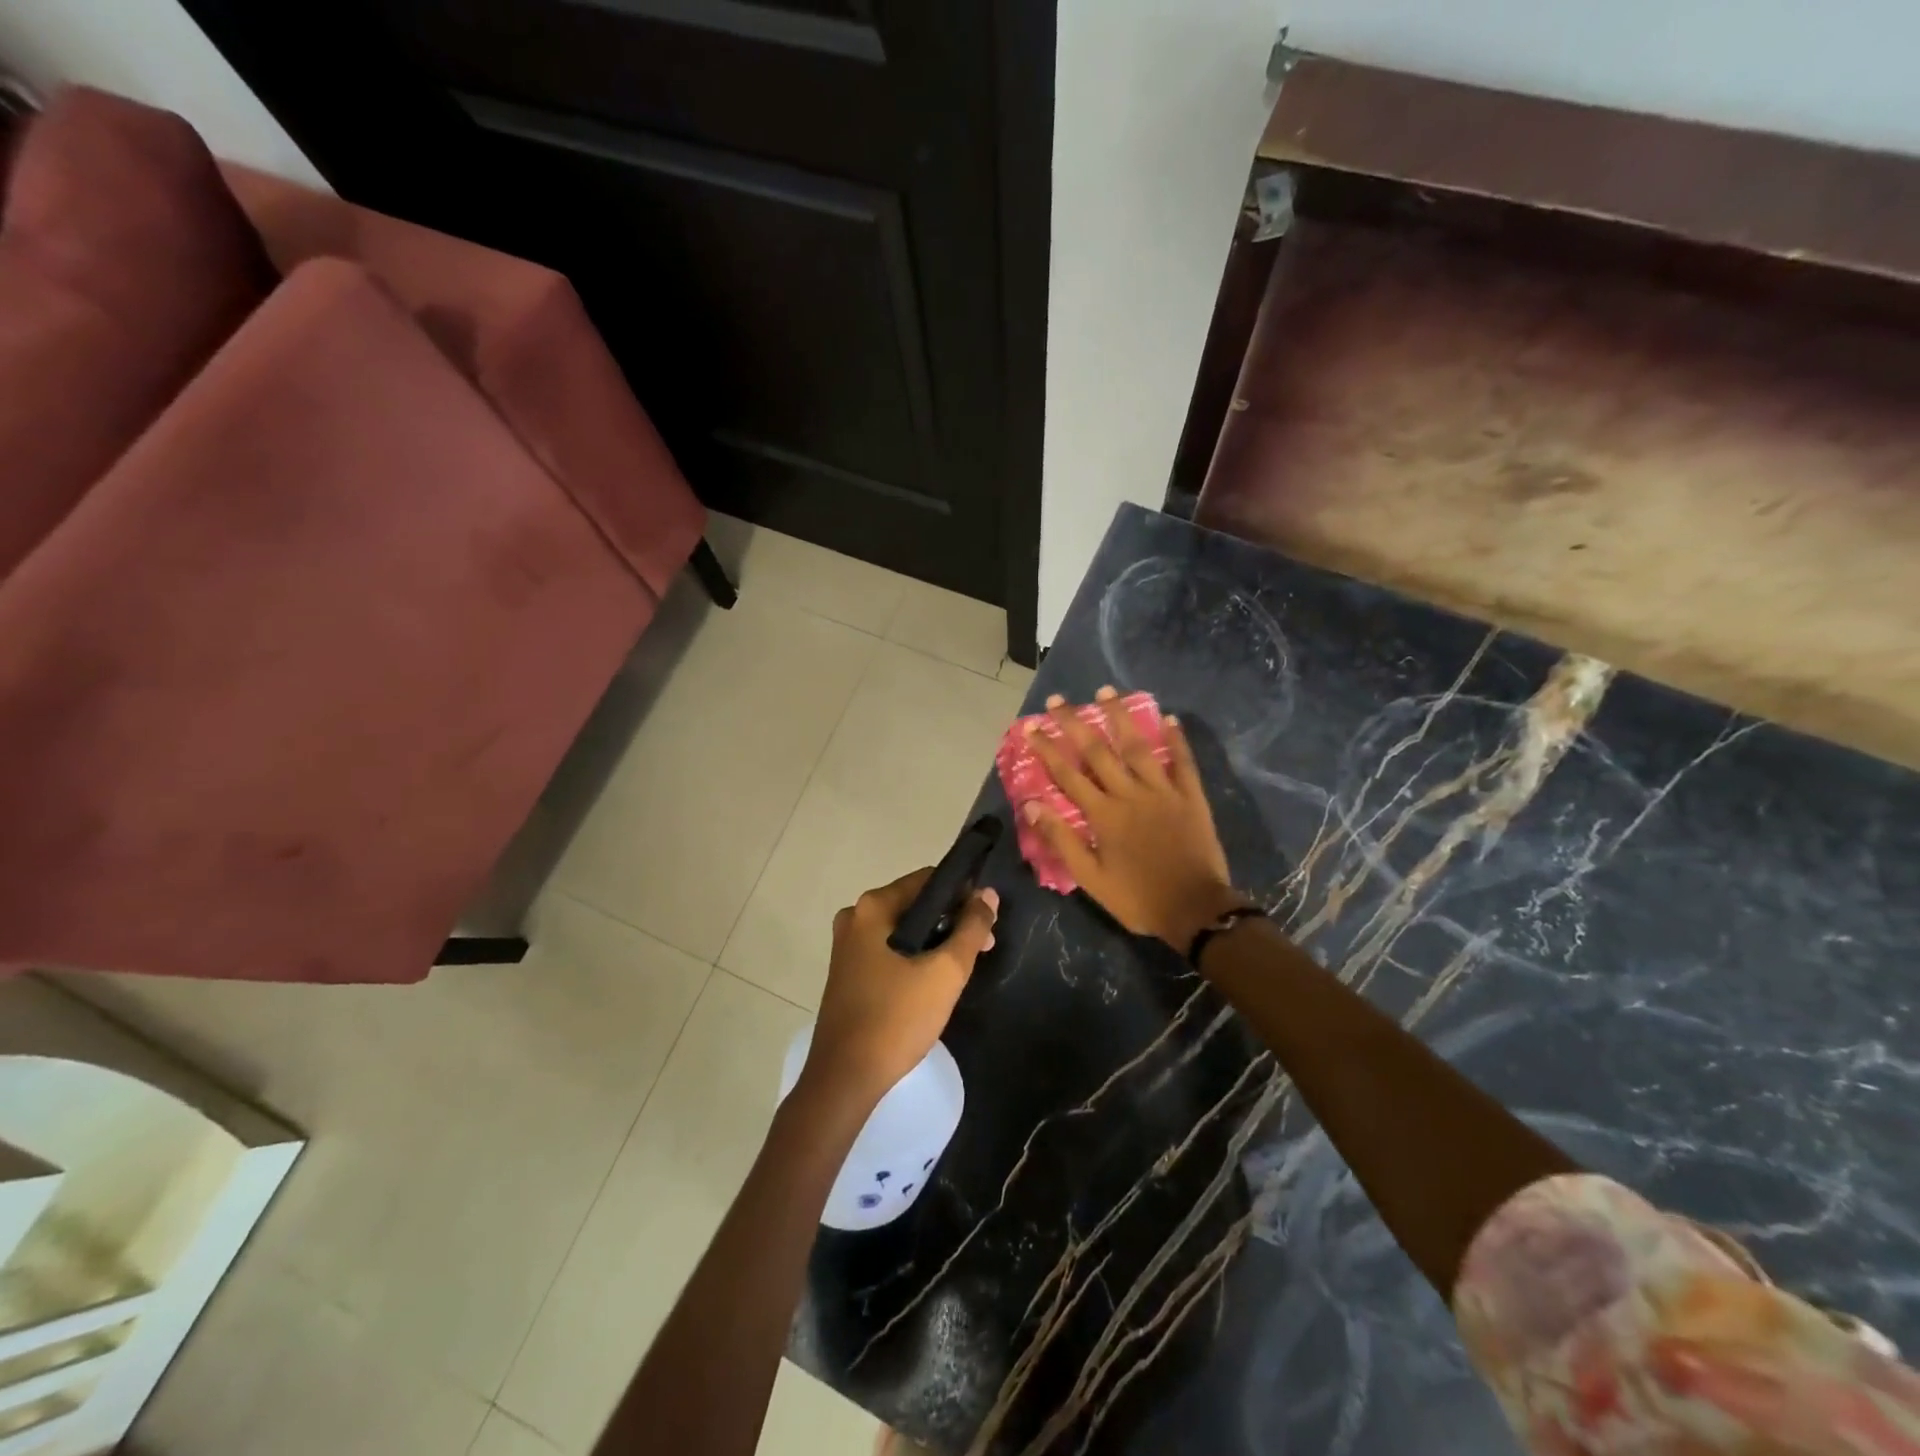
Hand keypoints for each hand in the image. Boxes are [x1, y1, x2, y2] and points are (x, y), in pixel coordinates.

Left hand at [806, 867, 997, 1106]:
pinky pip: (890, 950)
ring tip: (964, 967)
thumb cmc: (896, 1019)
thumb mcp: (945, 972)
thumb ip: (971, 928)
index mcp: (873, 907)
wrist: (845, 1079)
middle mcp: (856, 917)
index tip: (987, 918)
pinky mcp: (849, 972)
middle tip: (982, 947)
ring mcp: (848, 946)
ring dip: (936, 941)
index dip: (963, 893)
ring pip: (904, 930)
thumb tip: (987, 894)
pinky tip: (934, 981)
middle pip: (916, 904)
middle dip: (951, 920)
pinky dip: (915, 957)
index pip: (928, 879)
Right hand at [1020, 688, 1246, 951]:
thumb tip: (1032, 804)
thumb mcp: (1091, 878)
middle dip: (1075, 723)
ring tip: (1106, 691)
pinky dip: (1176, 740)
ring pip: (1138, 746)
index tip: (1030, 726)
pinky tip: (1169, 719)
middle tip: (1058, 699)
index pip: (1068, 774)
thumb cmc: (1138, 898)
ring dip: (1120, 717)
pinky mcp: (1191, 797)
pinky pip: (1183, 762)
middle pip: (1098, 751)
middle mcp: (1130, 794)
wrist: (1196, 910)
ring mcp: (1163, 791)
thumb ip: (1061, 839)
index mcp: (1104, 814)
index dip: (1047, 748)